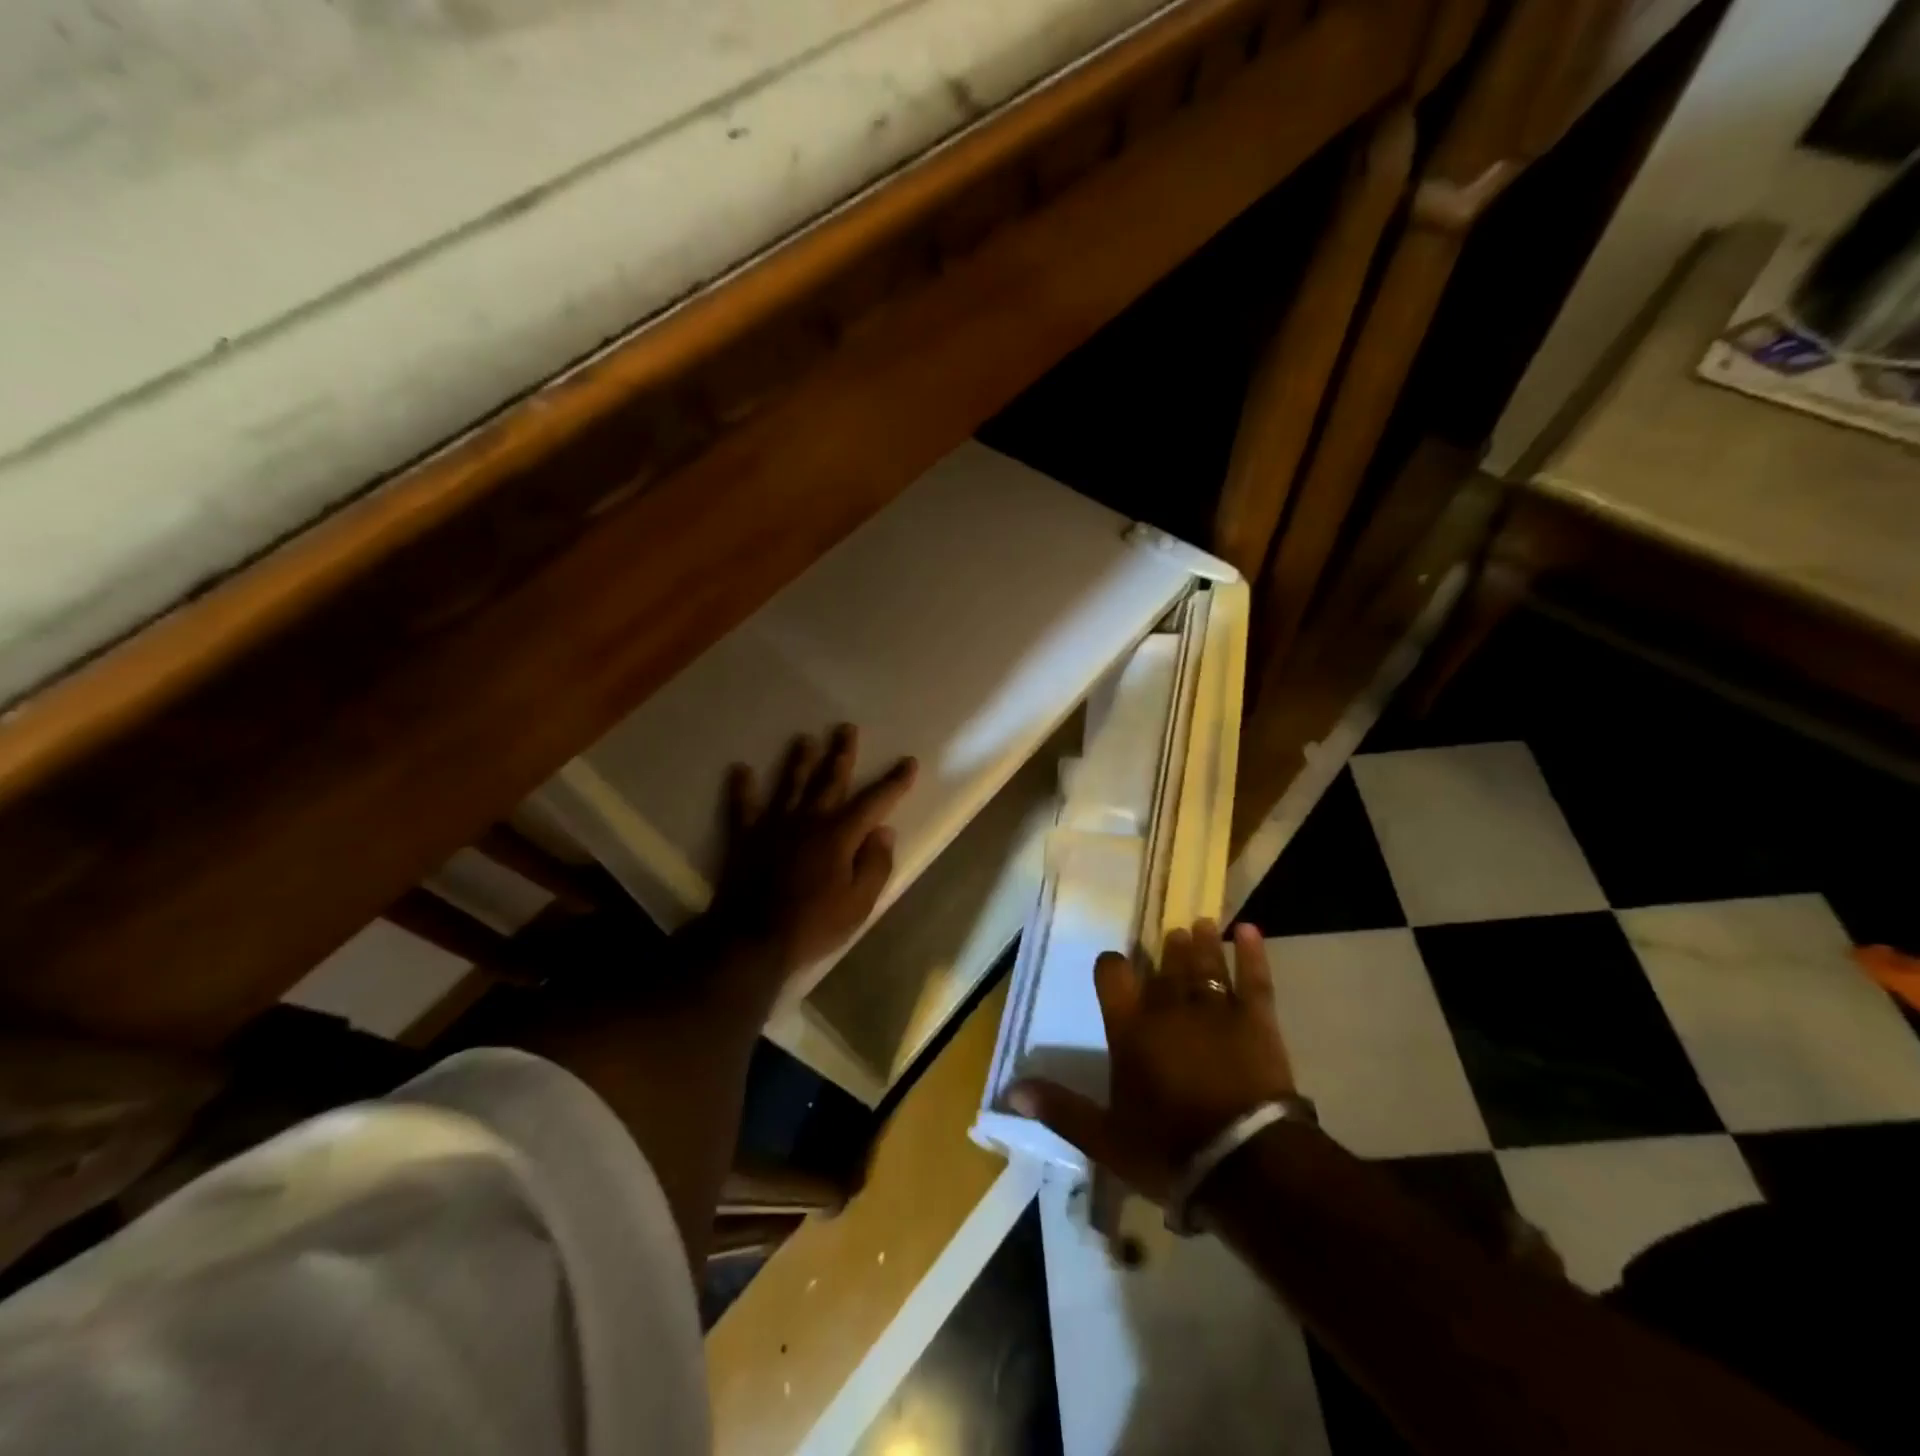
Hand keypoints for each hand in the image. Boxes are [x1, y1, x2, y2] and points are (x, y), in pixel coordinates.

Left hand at [700, 724, 916, 989]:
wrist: (753, 939)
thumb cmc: (814, 924)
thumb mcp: (860, 903)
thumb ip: (875, 864)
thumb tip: (884, 832)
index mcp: (840, 835)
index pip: (874, 801)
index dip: (894, 782)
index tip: (908, 762)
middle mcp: (809, 820)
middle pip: (828, 779)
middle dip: (841, 753)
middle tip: (846, 728)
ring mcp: (774, 825)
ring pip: (789, 784)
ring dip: (798, 760)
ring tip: (804, 738)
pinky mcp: (746, 838)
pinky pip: (743, 807)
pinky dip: (742, 787)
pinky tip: (740, 769)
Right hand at [1010, 920, 1295, 1203]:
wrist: (1245, 1162)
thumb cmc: (1168, 1150)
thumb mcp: (1104, 1138)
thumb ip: (1060, 1109)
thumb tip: (1010, 1090)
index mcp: (1130, 1029)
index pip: (1113, 978)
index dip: (1111, 966)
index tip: (1112, 963)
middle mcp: (1169, 1008)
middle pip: (1165, 967)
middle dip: (1167, 951)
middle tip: (1172, 935)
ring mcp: (1215, 1009)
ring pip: (1205, 964)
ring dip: (1202, 944)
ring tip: (1201, 924)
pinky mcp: (1256, 1021)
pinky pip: (1254, 978)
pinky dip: (1252, 953)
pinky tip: (1249, 930)